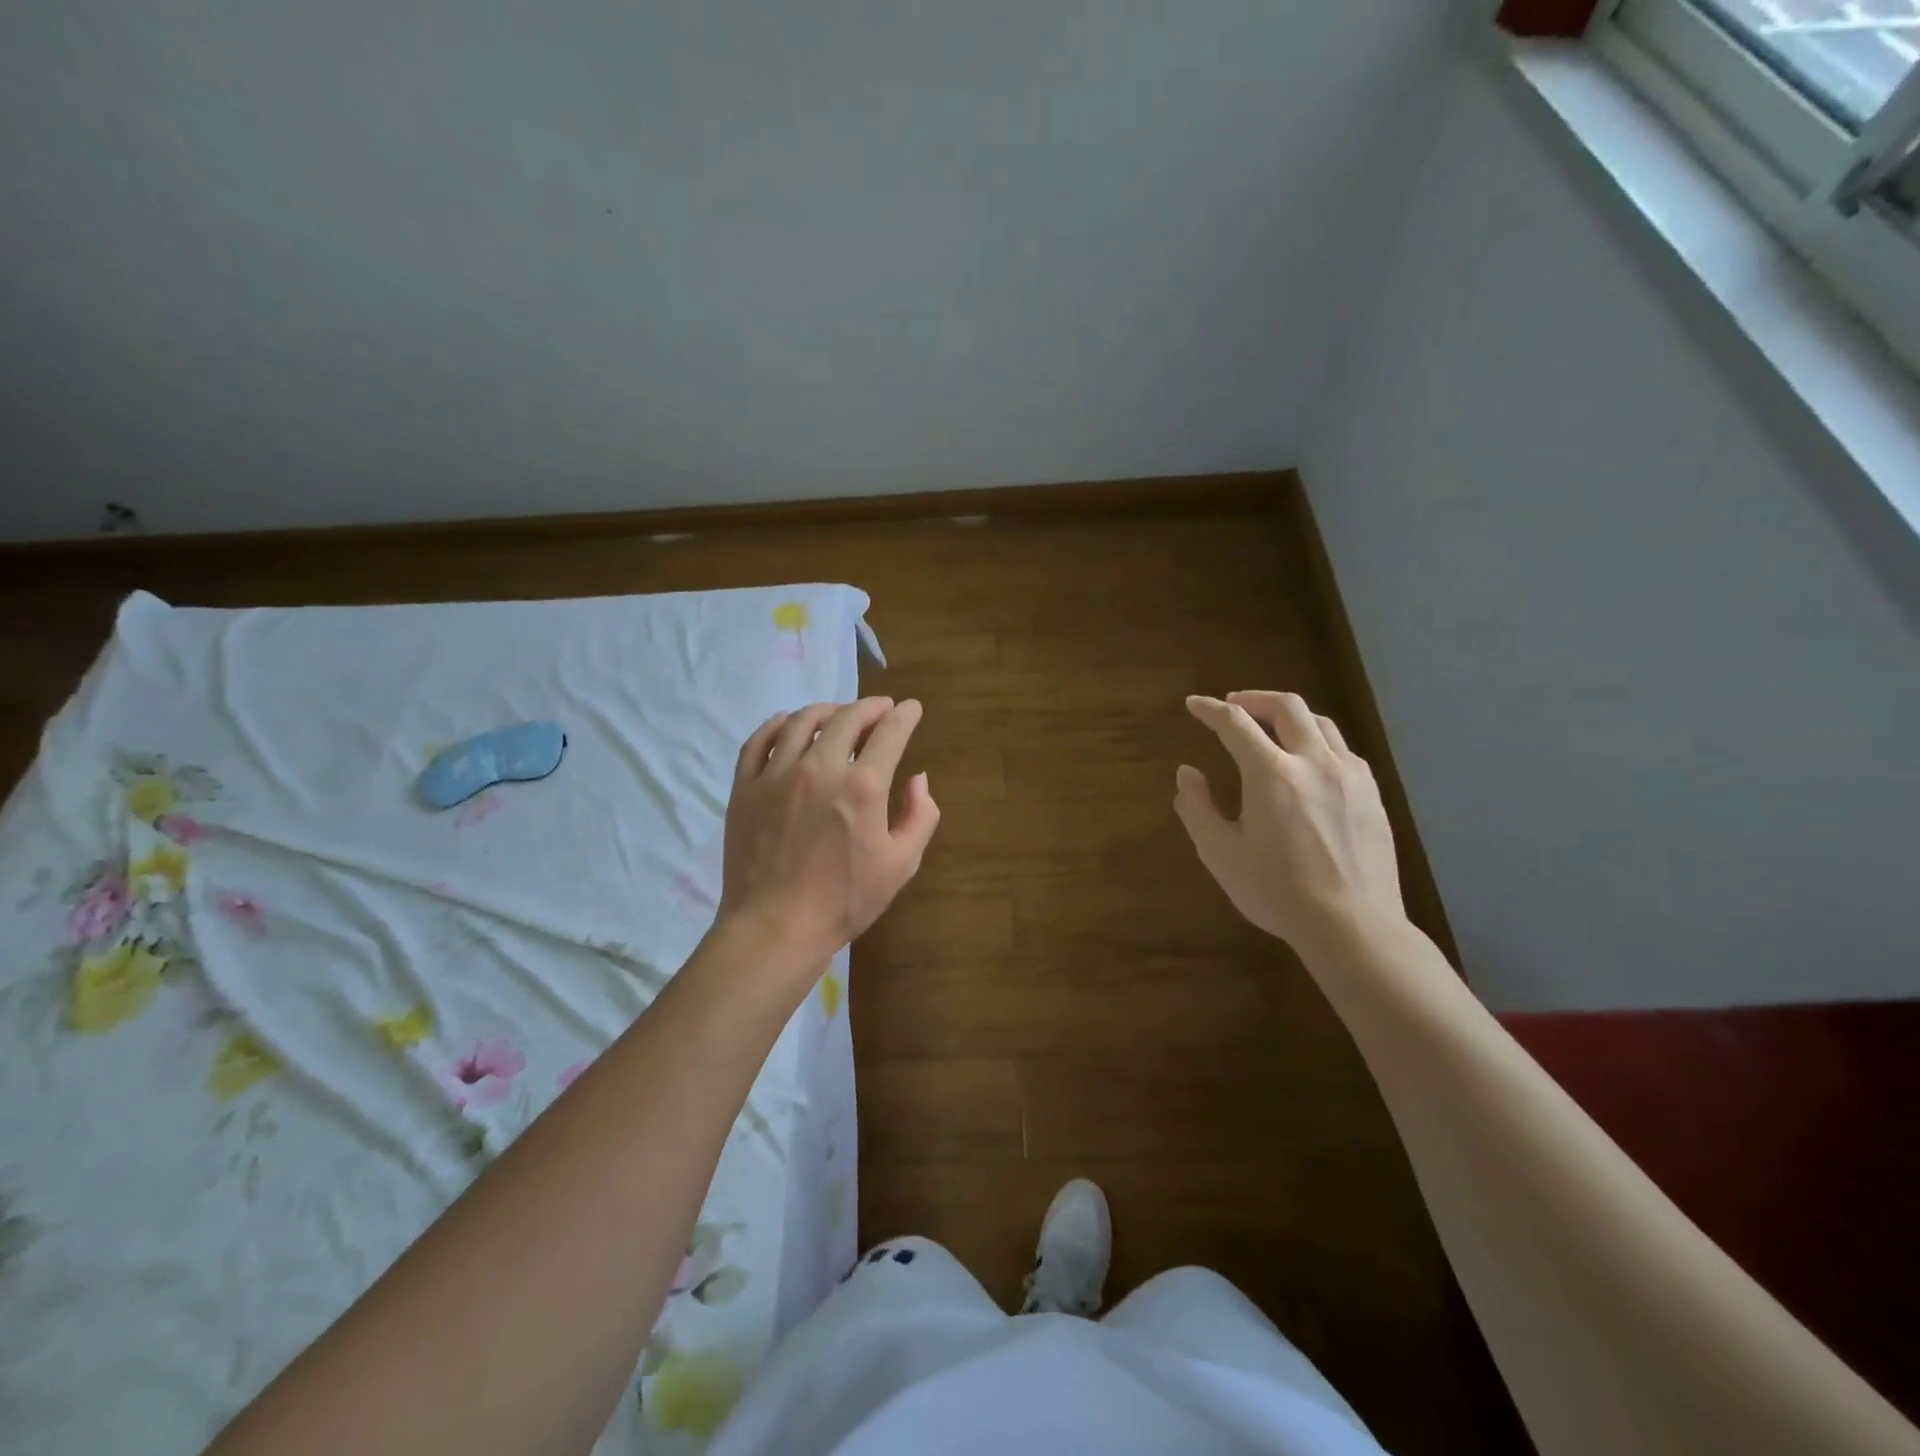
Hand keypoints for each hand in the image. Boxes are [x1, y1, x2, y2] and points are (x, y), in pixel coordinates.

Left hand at [717, 697, 939, 974]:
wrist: (775, 927)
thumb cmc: (845, 900)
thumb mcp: (901, 865)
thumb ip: (920, 816)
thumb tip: (918, 778)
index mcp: (862, 787)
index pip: (889, 732)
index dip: (904, 715)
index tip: (911, 708)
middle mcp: (819, 768)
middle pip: (846, 718)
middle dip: (870, 707)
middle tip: (881, 710)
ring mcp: (776, 774)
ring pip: (801, 721)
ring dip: (827, 710)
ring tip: (838, 714)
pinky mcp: (745, 787)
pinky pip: (758, 741)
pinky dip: (776, 724)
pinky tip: (787, 724)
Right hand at [1174, 692, 1405, 948]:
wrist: (1352, 925)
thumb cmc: (1276, 891)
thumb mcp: (1220, 853)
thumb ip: (1197, 808)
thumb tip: (1187, 773)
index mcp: (1271, 774)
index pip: (1235, 723)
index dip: (1210, 710)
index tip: (1194, 705)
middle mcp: (1314, 762)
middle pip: (1286, 706)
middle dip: (1254, 698)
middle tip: (1234, 705)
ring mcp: (1350, 776)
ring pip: (1320, 723)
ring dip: (1289, 716)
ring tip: (1271, 728)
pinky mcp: (1372, 794)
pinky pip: (1343, 750)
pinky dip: (1317, 741)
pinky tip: (1309, 762)